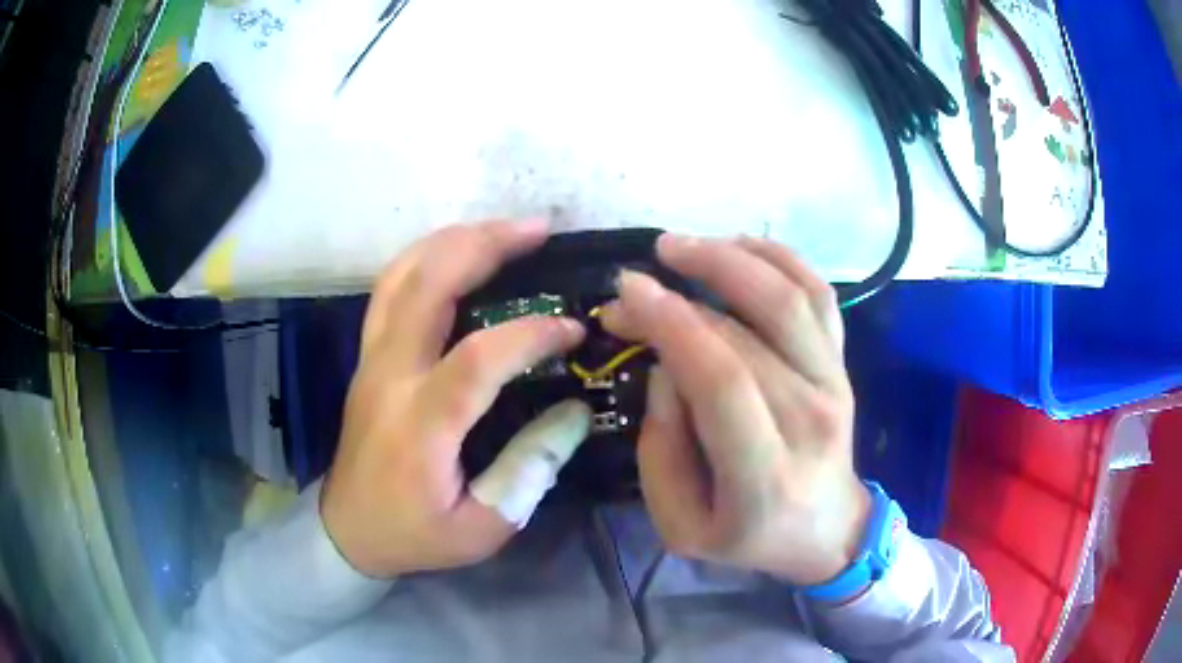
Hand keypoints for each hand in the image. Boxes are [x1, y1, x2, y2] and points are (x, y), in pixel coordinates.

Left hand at [321, 220, 590, 578]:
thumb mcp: (482, 527)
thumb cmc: (414, 534)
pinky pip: (391, 287)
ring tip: (503, 230)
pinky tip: (458, 251)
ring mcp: (372, 359)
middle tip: (538, 230)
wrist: (347, 529)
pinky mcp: (368, 356)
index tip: (574, 329)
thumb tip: (575, 411)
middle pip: (426, 287)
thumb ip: (529, 470)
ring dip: (454, 240)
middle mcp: (389, 377)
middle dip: (484, 246)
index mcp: (419, 427)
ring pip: (402, 275)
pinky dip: (426, 256)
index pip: (475, 360)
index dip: (529, 335)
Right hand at [600, 235, 870, 586]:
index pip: (723, 381)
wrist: (826, 530)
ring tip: (679, 246)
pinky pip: (819, 295)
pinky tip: (738, 243)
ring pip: (790, 299)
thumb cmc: (747, 537)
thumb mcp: (680, 526)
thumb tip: (665, 367)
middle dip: (677, 295)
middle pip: (746, 334)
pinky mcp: (841, 364)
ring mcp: (834, 384)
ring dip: (731, 258)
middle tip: (629, 285)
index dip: (673, 325)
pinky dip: (781, 259)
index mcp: (765, 477)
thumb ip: (661, 451)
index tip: (627, 291)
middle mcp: (811, 419)